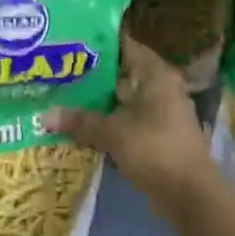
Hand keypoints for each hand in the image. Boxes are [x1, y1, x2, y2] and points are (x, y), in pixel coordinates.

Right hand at [45, 38, 215, 206]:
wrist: (190, 195)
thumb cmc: (155, 150)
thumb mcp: (113, 134)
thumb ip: (80, 122)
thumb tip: (44, 116)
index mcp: (156, 76)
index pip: (127, 45)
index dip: (100, 42)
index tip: (71, 40)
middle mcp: (162, 88)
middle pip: (123, 73)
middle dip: (94, 73)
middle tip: (59, 69)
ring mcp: (162, 113)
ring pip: (124, 99)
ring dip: (100, 100)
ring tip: (65, 95)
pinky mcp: (159, 136)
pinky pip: (128, 119)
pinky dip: (109, 120)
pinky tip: (84, 125)